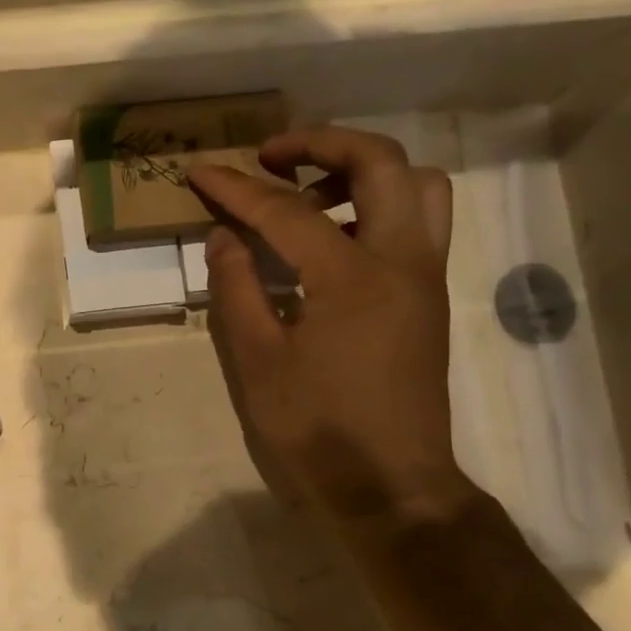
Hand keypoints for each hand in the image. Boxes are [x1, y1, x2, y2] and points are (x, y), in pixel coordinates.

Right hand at [188, 129, 473, 526]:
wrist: (391, 486)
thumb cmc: (317, 430)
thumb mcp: (257, 363)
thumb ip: (237, 290)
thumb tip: (224, 236)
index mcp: (353, 277)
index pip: (287, 211)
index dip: (237, 188)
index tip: (200, 172)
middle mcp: (402, 261)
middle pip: (381, 162)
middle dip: (322, 143)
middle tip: (271, 157)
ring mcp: (425, 277)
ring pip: (418, 186)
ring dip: (364, 170)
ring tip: (311, 193)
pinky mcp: (430, 298)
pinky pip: (419, 222)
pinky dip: (380, 205)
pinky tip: (335, 239)